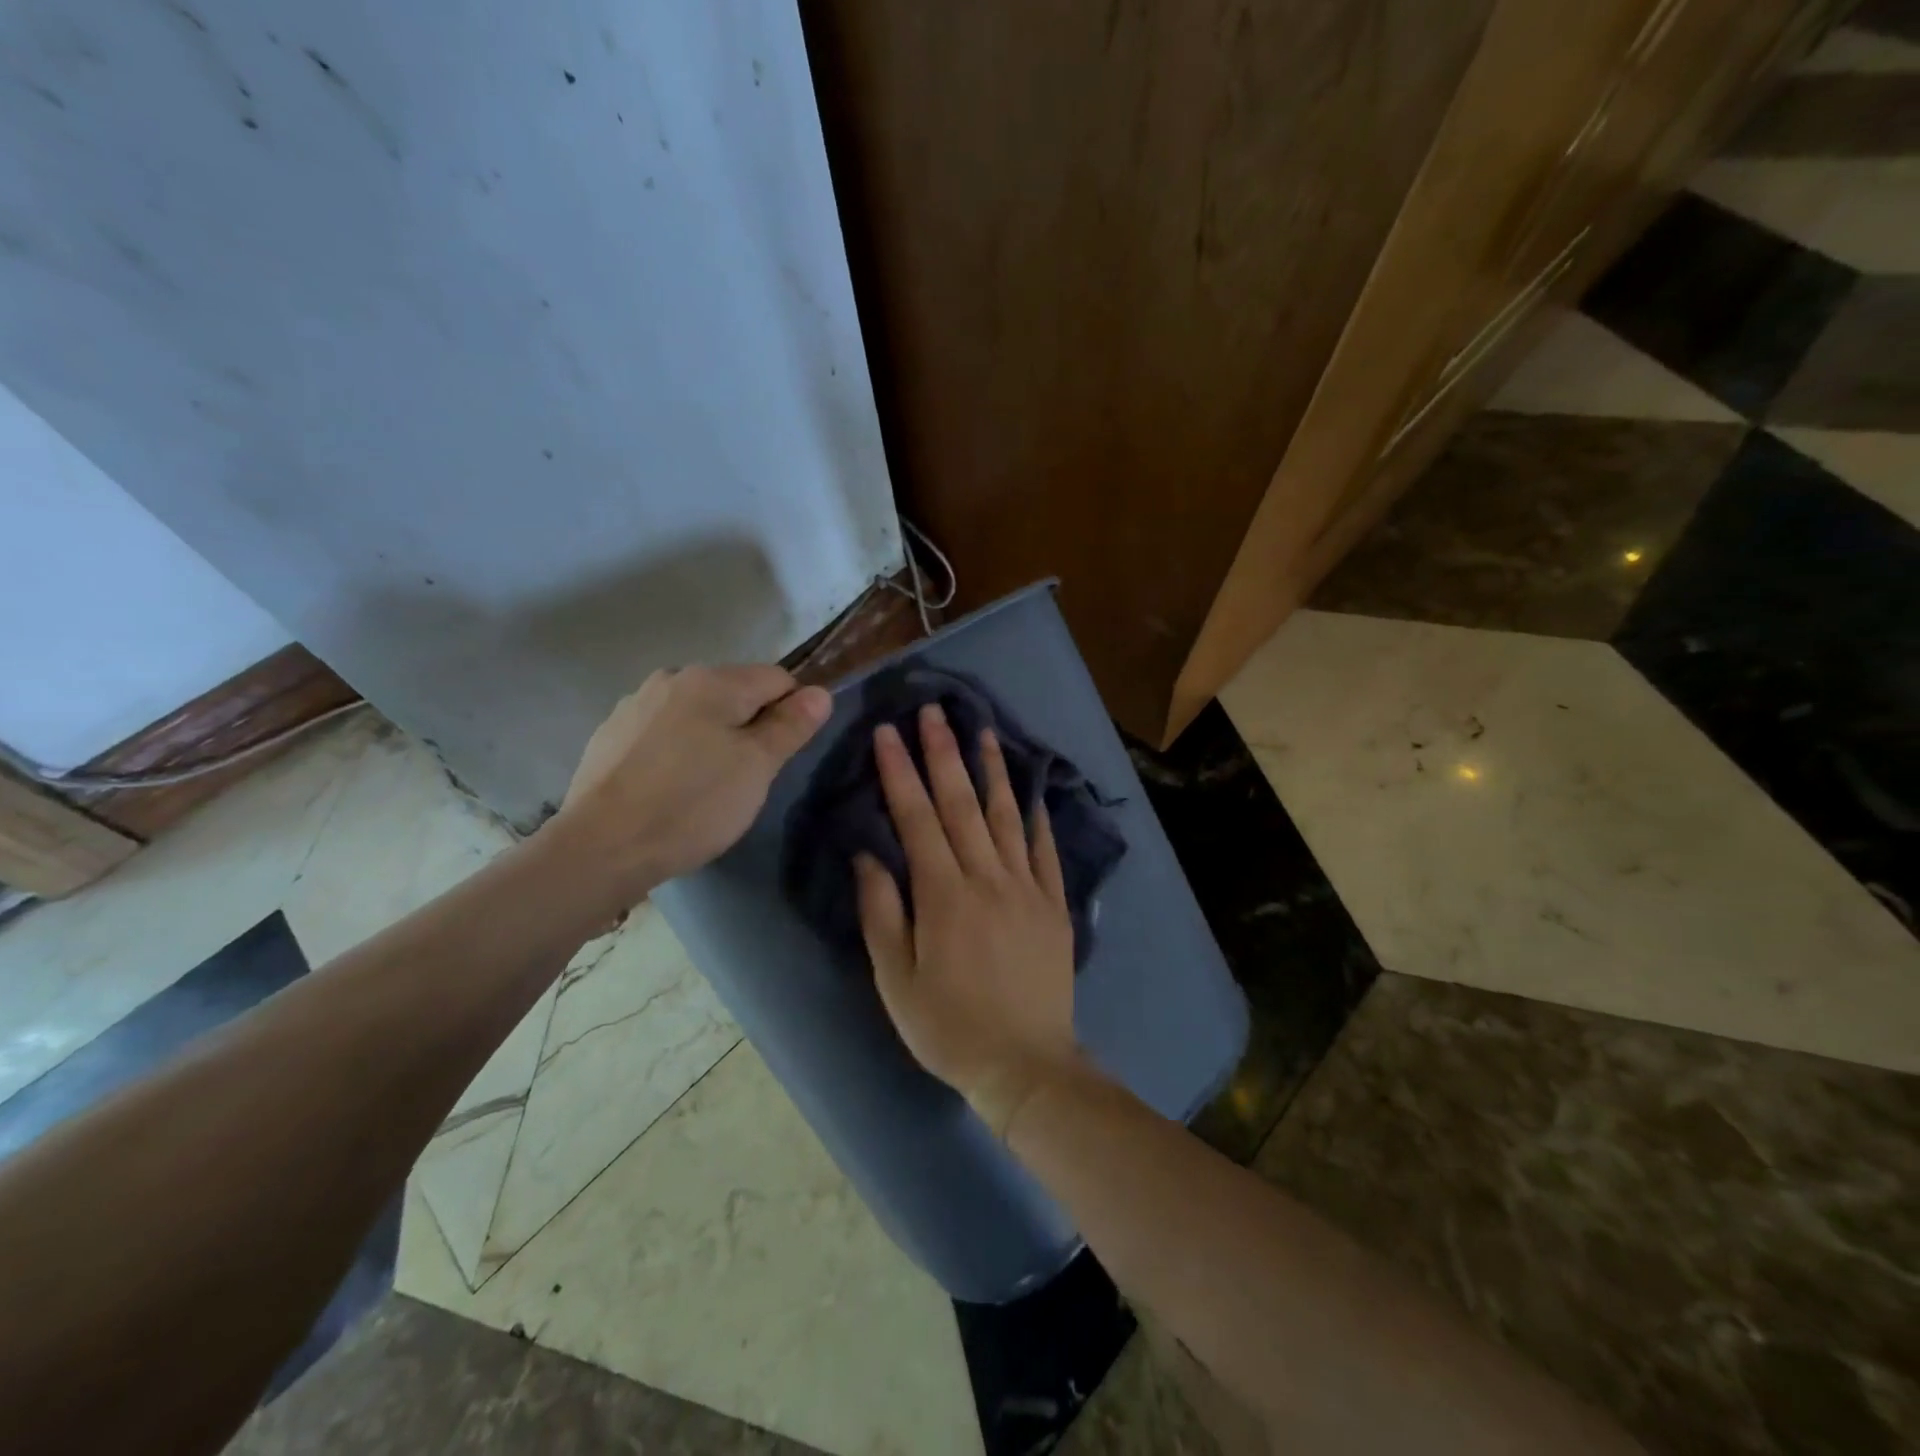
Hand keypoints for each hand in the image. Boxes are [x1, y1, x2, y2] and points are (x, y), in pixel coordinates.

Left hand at [554, 664, 831, 906]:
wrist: (602, 847)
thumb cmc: (692, 804)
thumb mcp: (757, 767)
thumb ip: (790, 725)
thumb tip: (820, 692)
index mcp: (713, 680)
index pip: (778, 678)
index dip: (793, 712)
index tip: (784, 755)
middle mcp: (672, 678)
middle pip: (735, 693)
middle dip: (751, 726)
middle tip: (749, 777)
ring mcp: (636, 704)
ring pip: (697, 713)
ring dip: (713, 737)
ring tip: (708, 786)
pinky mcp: (610, 734)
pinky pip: (663, 732)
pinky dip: (678, 750)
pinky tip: (670, 787)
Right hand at [855, 704, 1081, 1136]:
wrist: (1026, 1065)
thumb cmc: (948, 1026)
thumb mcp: (895, 979)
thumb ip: (881, 911)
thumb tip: (868, 853)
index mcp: (942, 893)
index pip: (916, 816)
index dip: (899, 771)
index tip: (887, 732)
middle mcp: (986, 877)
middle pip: (961, 802)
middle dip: (942, 752)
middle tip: (932, 710)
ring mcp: (1026, 886)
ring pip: (1006, 814)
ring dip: (992, 769)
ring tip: (983, 729)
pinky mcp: (1054, 903)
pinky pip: (1045, 849)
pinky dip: (1036, 815)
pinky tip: (1032, 788)